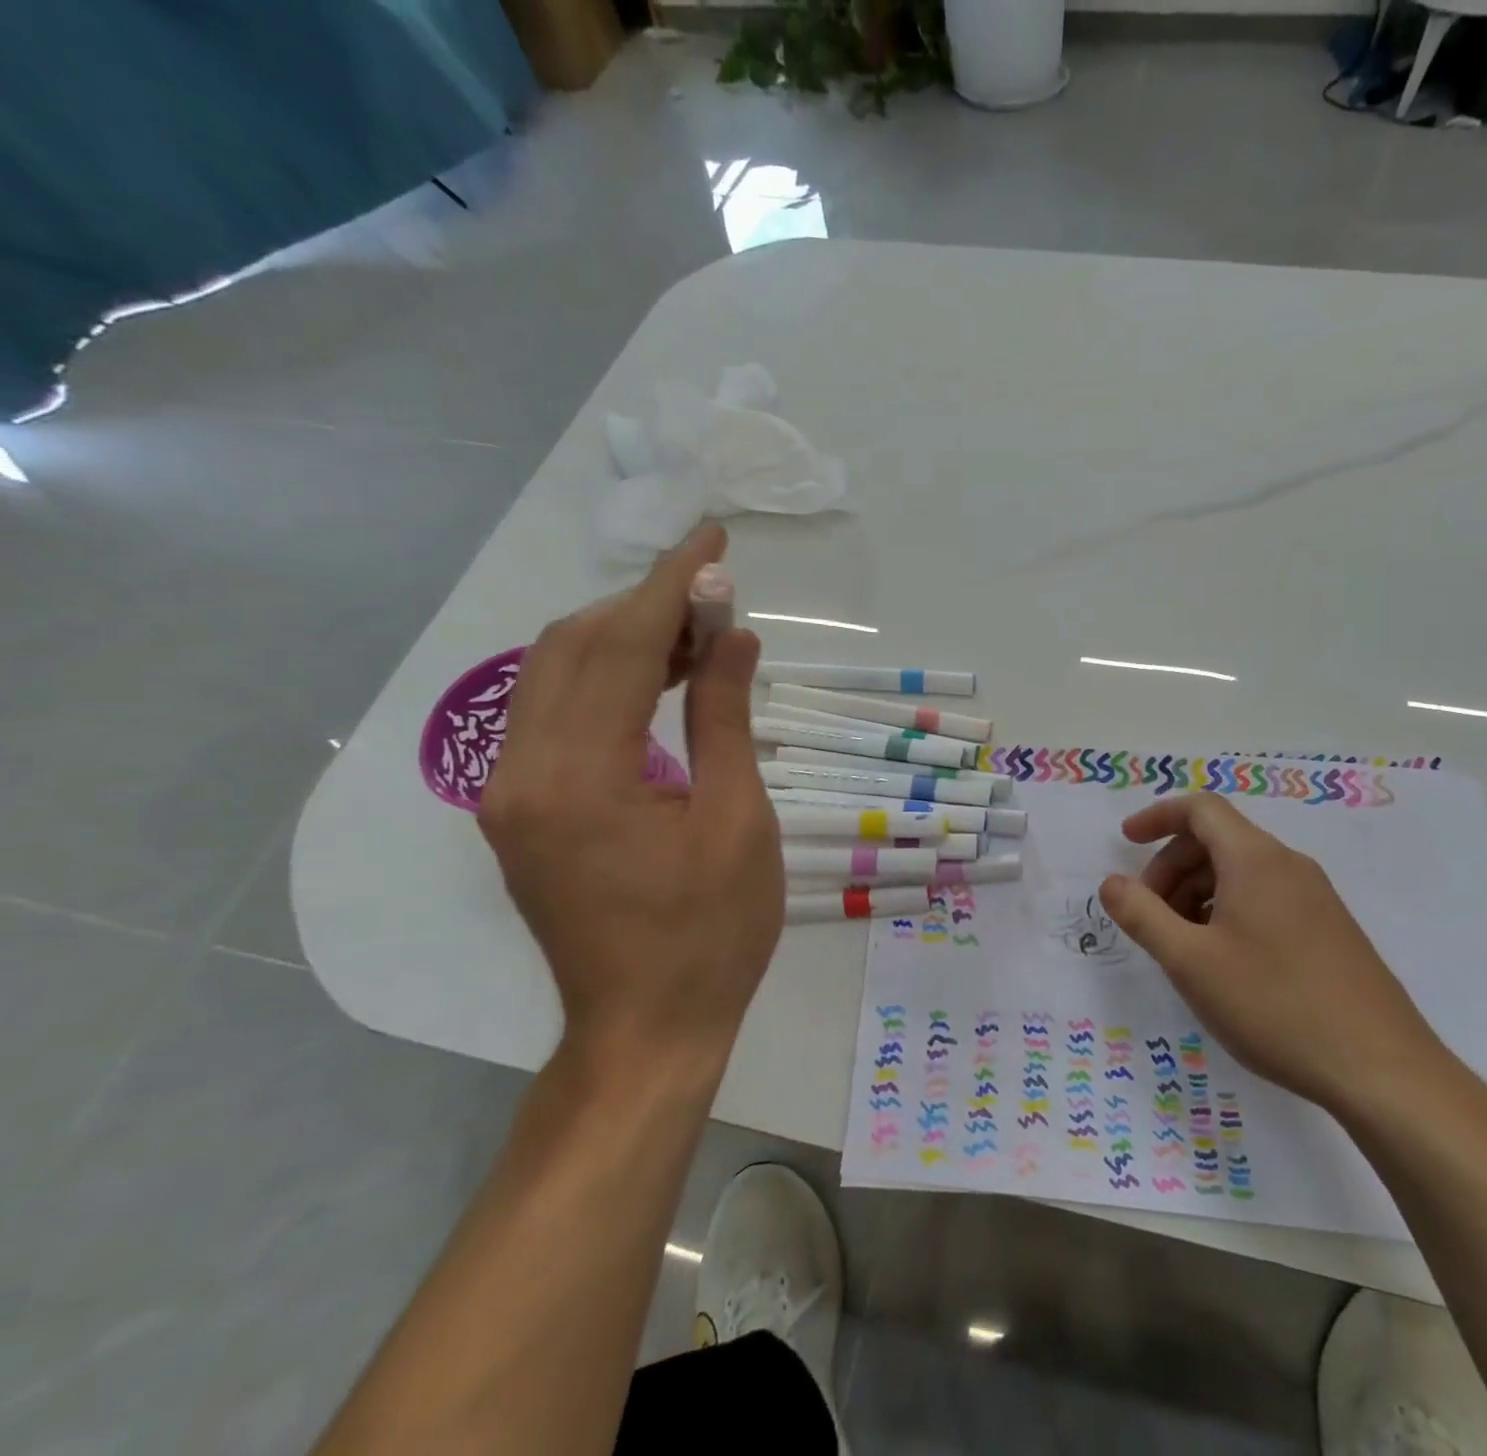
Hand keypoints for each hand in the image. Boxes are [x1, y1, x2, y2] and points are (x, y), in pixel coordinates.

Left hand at [478, 524, 782, 1071]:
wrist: (646, 1030)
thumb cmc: (712, 935)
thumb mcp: (737, 821)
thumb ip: (723, 717)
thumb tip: (731, 634)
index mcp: (578, 778)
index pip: (619, 646)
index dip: (669, 584)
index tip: (712, 538)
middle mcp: (521, 774)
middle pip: (570, 648)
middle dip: (642, 605)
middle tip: (715, 595)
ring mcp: (509, 795)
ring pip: (554, 677)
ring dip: (622, 640)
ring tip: (697, 635)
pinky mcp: (519, 812)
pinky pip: (554, 718)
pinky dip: (604, 683)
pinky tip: (657, 681)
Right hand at [1098, 793, 1444, 1112]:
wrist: (1382, 1070)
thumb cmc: (1274, 1005)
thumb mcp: (1190, 962)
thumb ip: (1141, 915)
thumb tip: (1111, 883)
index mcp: (1255, 859)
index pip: (1200, 809)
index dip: (1157, 817)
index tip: (1125, 842)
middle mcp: (1288, 866)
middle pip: (1217, 840)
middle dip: (1171, 867)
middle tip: (1149, 915)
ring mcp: (1315, 898)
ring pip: (1241, 872)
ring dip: (1198, 893)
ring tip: (1182, 945)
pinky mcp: (1330, 930)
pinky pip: (1265, 898)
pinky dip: (1228, 910)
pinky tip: (1223, 962)